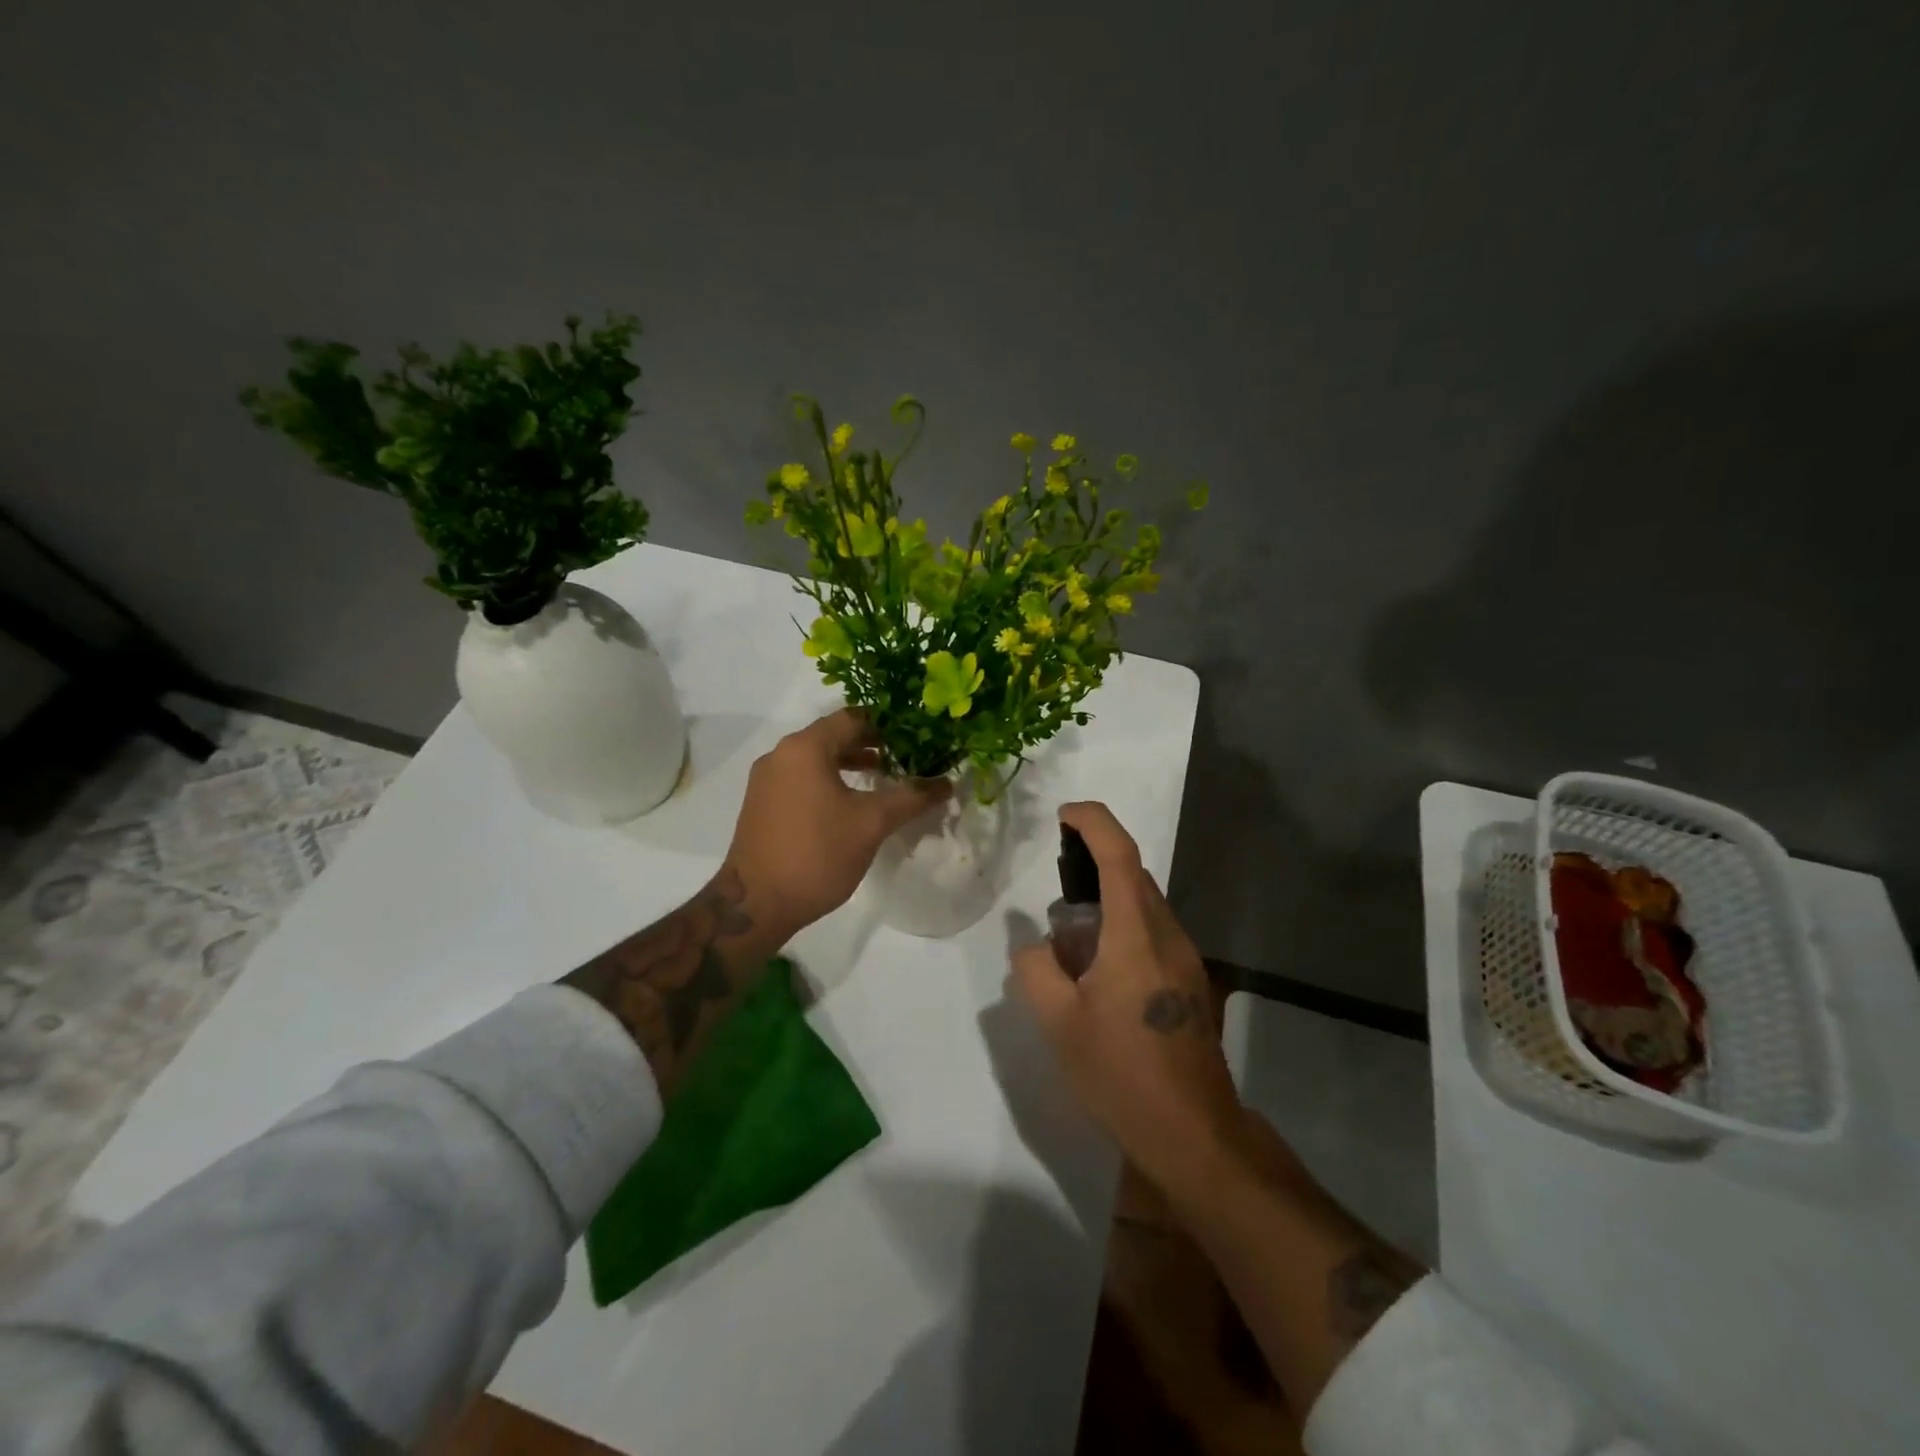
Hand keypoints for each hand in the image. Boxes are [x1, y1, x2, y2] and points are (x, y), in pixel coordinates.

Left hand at [724, 709, 949, 939]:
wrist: (756, 903)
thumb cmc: (817, 853)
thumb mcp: (872, 823)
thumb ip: (911, 797)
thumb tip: (947, 783)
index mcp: (805, 748)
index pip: (853, 718)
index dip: (887, 725)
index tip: (915, 737)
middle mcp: (781, 754)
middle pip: (833, 735)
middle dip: (870, 743)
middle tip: (904, 756)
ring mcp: (767, 780)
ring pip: (816, 758)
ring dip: (849, 763)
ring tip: (881, 776)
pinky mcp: (762, 803)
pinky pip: (801, 778)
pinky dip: (828, 780)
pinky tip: (849, 803)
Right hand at [1011, 802, 1241, 1192]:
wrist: (1193, 1134)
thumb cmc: (1121, 1074)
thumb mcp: (1058, 1024)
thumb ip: (1035, 969)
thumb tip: (1036, 945)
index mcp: (1136, 936)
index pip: (1121, 856)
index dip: (1094, 823)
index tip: (1064, 814)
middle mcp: (1169, 937)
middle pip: (1135, 877)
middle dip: (1095, 866)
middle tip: (1055, 893)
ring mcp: (1186, 961)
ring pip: (1145, 907)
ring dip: (1108, 905)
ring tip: (1071, 946)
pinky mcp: (1192, 985)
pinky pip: (1153, 936)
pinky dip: (1122, 932)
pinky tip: (1098, 976)